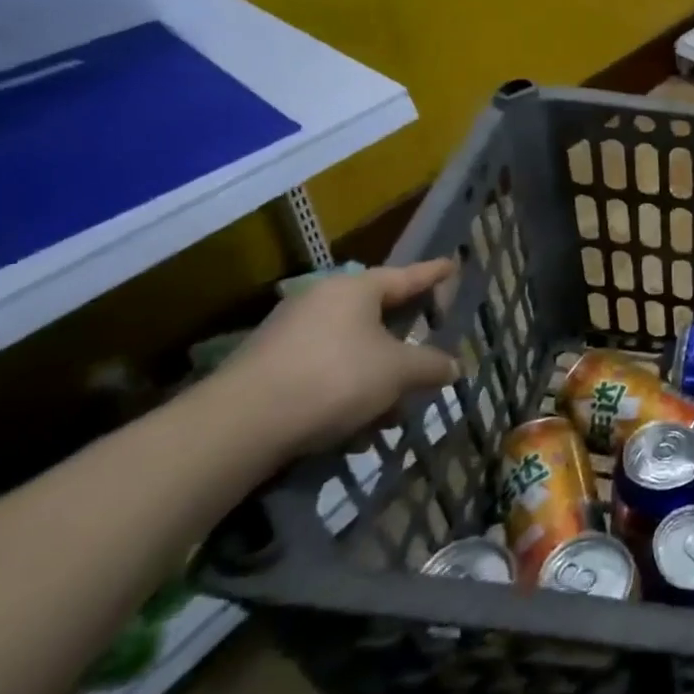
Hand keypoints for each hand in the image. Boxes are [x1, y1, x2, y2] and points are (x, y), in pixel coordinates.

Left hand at [208, 260, 460, 459]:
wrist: (239, 425)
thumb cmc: (334, 378)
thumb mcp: (398, 373)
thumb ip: (431, 366)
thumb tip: (454, 366)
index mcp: (355, 289)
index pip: (406, 276)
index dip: (433, 274)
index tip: (451, 265)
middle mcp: (321, 301)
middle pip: (377, 315)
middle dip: (405, 340)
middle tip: (429, 348)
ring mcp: (290, 334)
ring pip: (352, 349)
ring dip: (377, 376)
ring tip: (395, 411)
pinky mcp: (269, 367)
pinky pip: (325, 371)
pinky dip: (347, 392)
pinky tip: (357, 428)